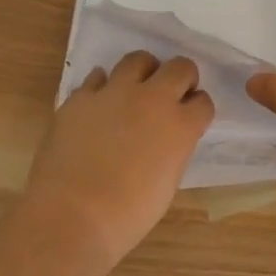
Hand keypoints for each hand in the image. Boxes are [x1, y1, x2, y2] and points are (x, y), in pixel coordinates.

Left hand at [22, 51, 214, 264]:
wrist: (71, 216)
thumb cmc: (127, 214)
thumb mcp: (167, 182)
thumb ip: (173, 150)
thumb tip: (166, 139)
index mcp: (181, 126)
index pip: (203, 102)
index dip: (197, 109)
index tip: (190, 117)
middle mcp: (153, 99)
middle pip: (180, 67)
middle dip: (181, 78)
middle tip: (170, 95)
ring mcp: (115, 93)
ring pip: (138, 59)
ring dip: (144, 72)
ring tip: (136, 90)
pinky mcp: (81, 97)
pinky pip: (97, 77)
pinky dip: (103, 86)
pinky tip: (100, 103)